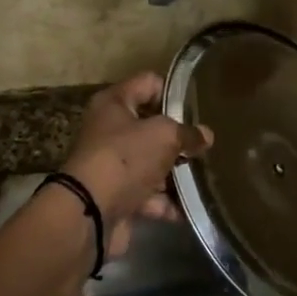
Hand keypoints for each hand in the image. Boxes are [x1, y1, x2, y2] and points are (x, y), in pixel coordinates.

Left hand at [61, 72, 212, 259]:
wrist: (90, 213)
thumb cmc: (126, 158)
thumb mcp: (164, 136)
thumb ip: (188, 133)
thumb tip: (206, 135)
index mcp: (114, 103)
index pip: (149, 83)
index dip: (173, 92)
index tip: (198, 108)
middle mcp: (110, 130)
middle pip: (151, 126)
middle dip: (178, 138)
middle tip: (206, 144)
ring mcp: (113, 165)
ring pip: (151, 163)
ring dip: (176, 173)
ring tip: (206, 176)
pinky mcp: (117, 196)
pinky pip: (148, 195)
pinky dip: (167, 202)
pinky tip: (193, 207)